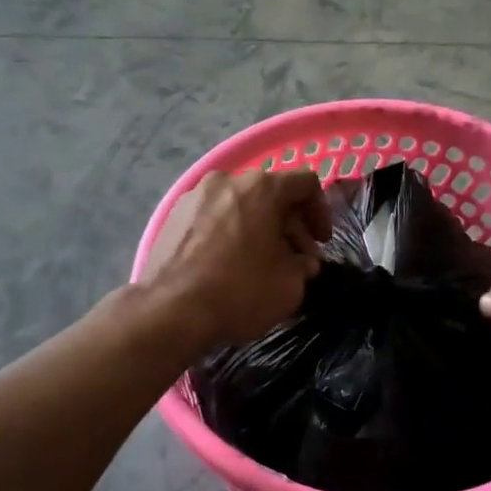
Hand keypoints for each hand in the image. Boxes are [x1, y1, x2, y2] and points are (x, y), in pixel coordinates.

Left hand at [141, 170, 330, 349]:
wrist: (170, 310)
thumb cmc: (240, 292)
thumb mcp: (290, 285)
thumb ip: (303, 265)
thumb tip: (300, 261)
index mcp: (262, 187)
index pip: (306, 183)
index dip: (320, 212)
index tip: (319, 243)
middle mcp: (227, 180)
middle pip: (270, 192)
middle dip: (288, 224)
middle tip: (293, 259)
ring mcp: (194, 195)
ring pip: (239, 203)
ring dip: (257, 227)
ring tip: (259, 262)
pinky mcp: (172, 216)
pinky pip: (212, 216)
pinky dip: (228, 232)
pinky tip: (227, 263)